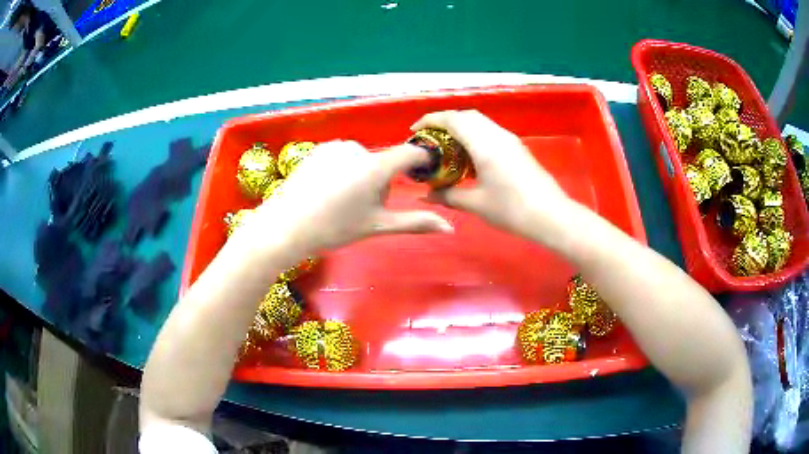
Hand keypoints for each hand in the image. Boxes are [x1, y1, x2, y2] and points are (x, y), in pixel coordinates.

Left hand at [241, 140, 452, 256]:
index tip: (423, 175)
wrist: (285, 226)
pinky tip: (326, 189)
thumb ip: (415, 223)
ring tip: (341, 200)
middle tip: (363, 208)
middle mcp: (358, 148)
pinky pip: (343, 157)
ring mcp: (336, 146)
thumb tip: (450, 228)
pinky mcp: (319, 149)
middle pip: (384, 162)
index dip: (421, 161)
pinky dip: (343, 170)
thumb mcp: (376, 226)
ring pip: (363, 160)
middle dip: (382, 182)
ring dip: (362, 176)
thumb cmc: (334, 228)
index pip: (411, 153)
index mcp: (375, 166)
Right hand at [413, 110, 572, 242]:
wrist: (550, 216)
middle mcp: (497, 134)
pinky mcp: (517, 148)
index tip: (415, 130)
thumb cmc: (511, 209)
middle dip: (445, 122)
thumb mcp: (476, 203)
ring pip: (480, 123)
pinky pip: (490, 133)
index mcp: (484, 143)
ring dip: (461, 128)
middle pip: (467, 116)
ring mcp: (509, 140)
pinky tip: (469, 158)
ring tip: (446, 148)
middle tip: (430, 139)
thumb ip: (448, 196)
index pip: (453, 119)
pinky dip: (474, 137)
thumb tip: (425, 195)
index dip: (431, 120)